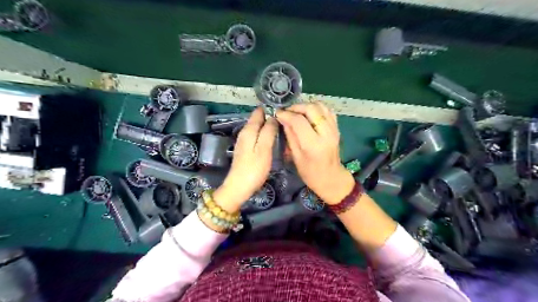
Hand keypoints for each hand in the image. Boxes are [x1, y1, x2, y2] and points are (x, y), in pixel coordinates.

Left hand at [213, 108, 276, 212]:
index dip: (269, 109)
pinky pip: (256, 137)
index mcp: (249, 130)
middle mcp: (245, 133)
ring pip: (257, 128)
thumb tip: (273, 117)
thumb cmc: (254, 168)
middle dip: (269, 117)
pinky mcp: (245, 150)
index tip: (283, 111)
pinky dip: (264, 135)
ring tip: (281, 128)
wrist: (239, 187)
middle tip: (286, 120)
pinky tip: (272, 139)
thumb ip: (269, 131)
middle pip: (257, 120)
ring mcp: (244, 142)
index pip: (259, 112)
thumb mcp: (264, 148)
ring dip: (267, 126)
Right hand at [275, 102, 355, 204]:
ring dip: (306, 106)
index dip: (287, 115)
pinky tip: (309, 114)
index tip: (278, 114)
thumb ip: (290, 136)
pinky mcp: (337, 128)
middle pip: (311, 109)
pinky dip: (316, 108)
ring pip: (320, 106)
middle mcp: (326, 133)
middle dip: (296, 107)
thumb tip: (283, 119)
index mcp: (314, 144)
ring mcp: (334, 129)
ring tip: (297, 112)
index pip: (299, 121)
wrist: (331, 178)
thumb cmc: (310, 173)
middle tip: (287, 112)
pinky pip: (327, 110)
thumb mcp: (296, 157)